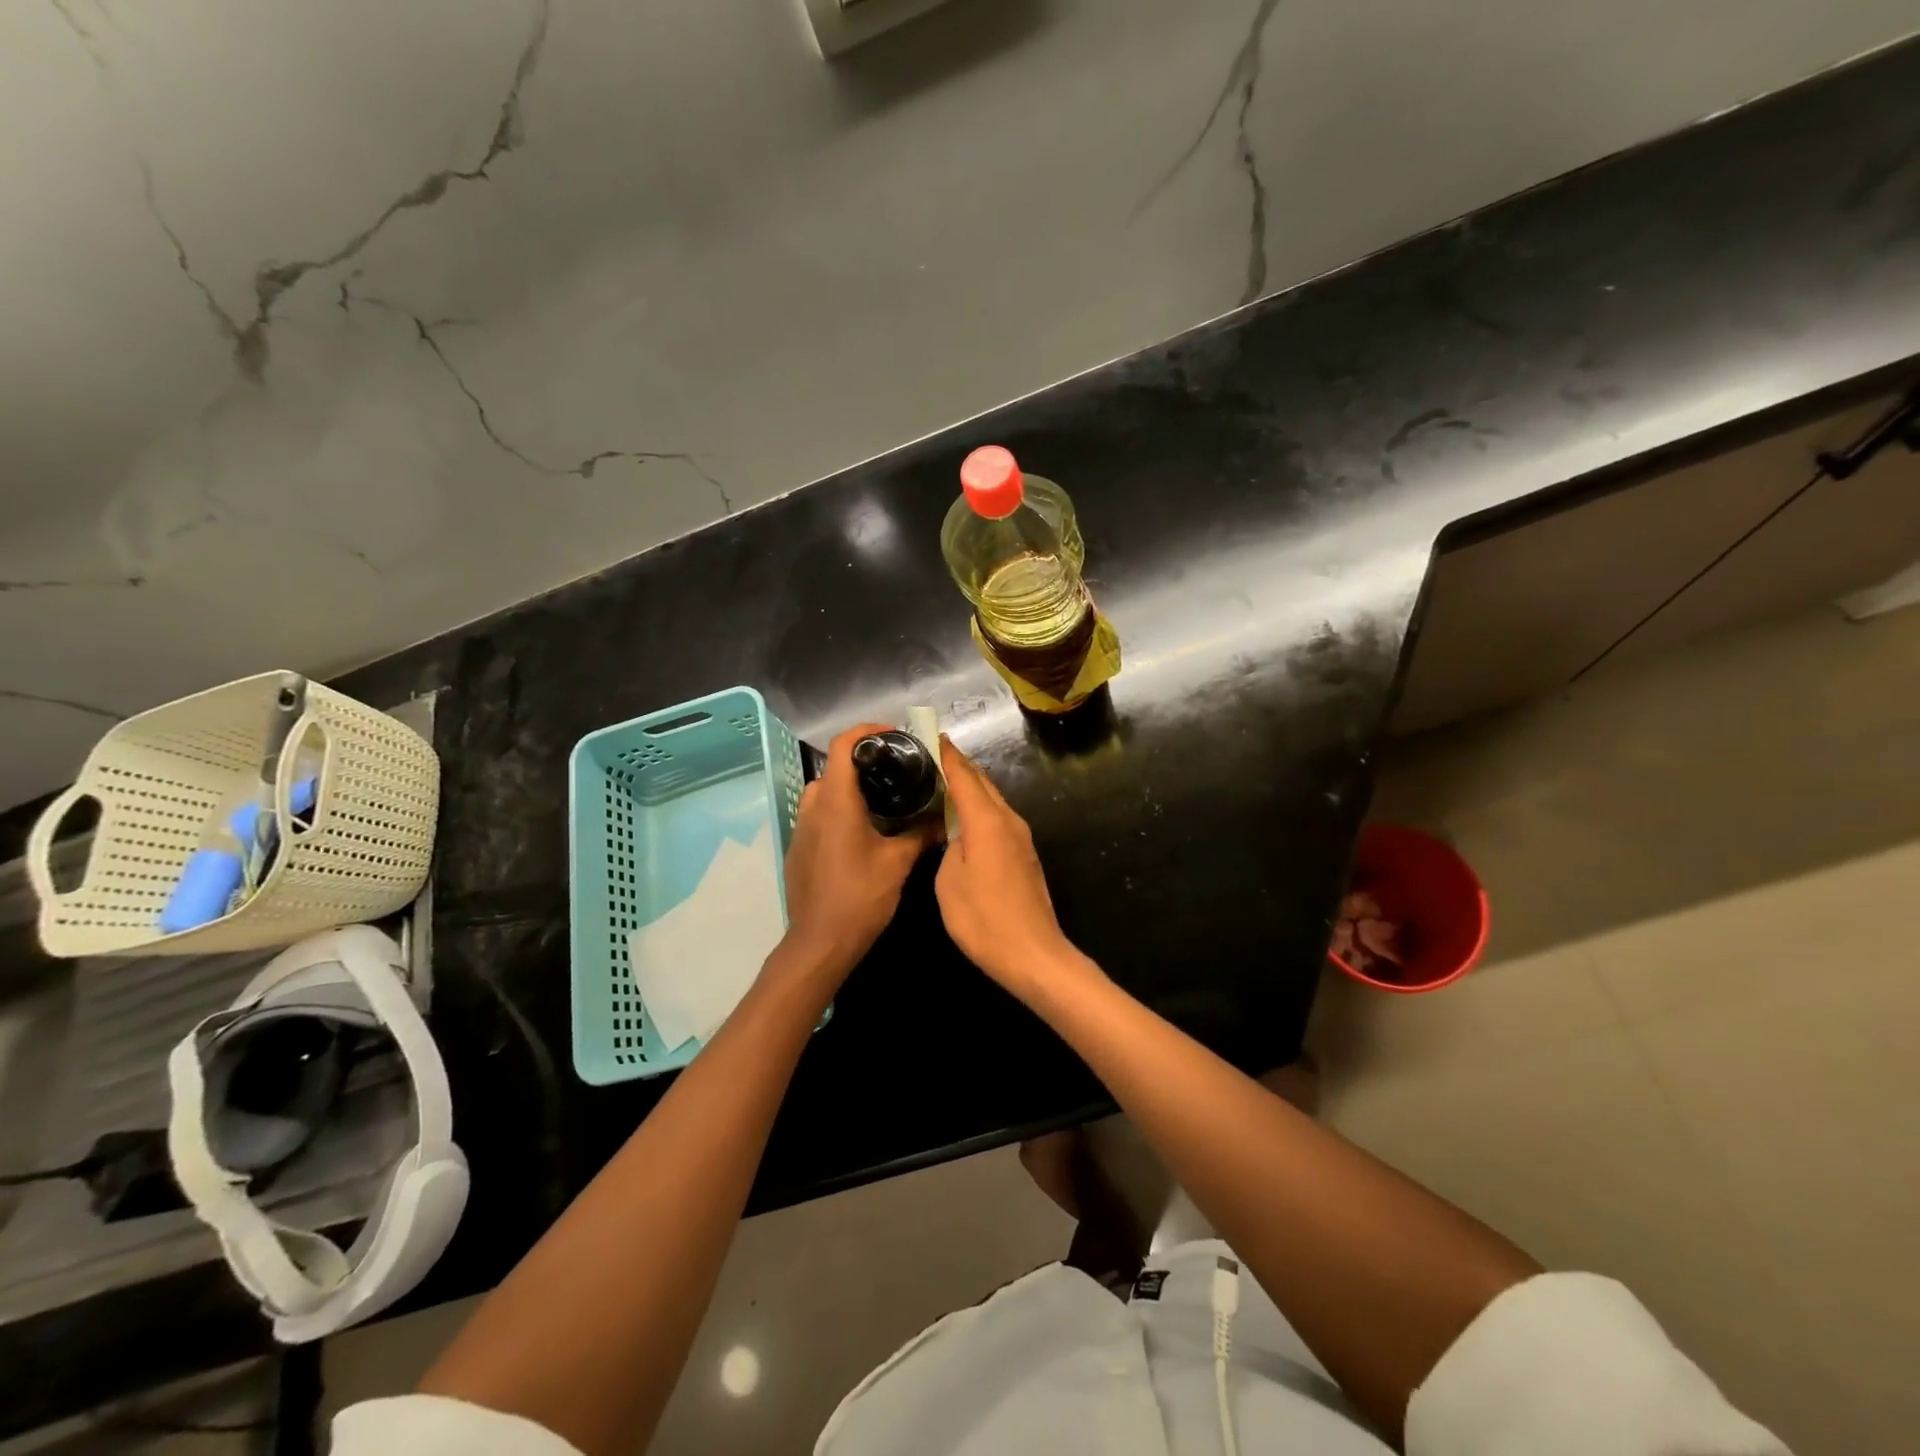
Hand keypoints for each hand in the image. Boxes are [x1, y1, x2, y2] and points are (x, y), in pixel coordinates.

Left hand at [779, 724, 936, 985]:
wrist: (820, 943)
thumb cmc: (860, 897)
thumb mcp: (898, 863)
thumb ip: (920, 833)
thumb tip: (941, 818)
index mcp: (836, 802)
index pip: (843, 746)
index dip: (867, 731)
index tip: (893, 735)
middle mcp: (813, 807)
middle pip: (835, 767)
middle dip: (864, 762)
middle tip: (897, 770)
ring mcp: (801, 828)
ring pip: (825, 791)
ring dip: (851, 787)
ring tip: (884, 798)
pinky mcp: (799, 847)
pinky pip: (819, 814)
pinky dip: (841, 809)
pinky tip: (865, 830)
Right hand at [934, 738, 1078, 1001]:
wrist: (1033, 955)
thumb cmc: (984, 919)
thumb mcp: (949, 882)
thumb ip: (948, 847)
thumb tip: (954, 834)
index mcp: (987, 820)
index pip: (963, 775)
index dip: (945, 754)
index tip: (928, 735)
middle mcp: (1008, 820)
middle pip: (981, 782)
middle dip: (957, 766)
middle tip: (928, 757)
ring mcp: (1020, 837)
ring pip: (991, 800)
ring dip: (968, 788)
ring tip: (939, 783)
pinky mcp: (1023, 854)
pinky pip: (996, 818)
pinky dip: (978, 809)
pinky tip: (960, 818)